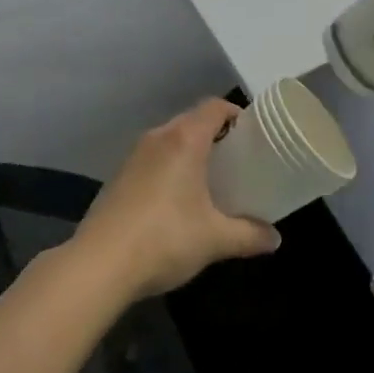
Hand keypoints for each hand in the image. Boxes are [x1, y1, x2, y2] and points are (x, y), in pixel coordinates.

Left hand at [75, 99, 281, 299]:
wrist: (98, 265)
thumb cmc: (164, 239)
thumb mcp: (215, 239)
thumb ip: (249, 235)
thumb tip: (275, 239)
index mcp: (185, 140)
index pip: (215, 107)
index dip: (236, 114)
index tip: (253, 135)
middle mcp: (158, 138)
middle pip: (192, 120)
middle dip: (216, 135)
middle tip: (238, 160)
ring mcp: (133, 156)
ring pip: (170, 140)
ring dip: (190, 152)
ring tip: (210, 179)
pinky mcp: (117, 177)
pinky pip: (152, 159)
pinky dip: (169, 168)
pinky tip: (177, 200)